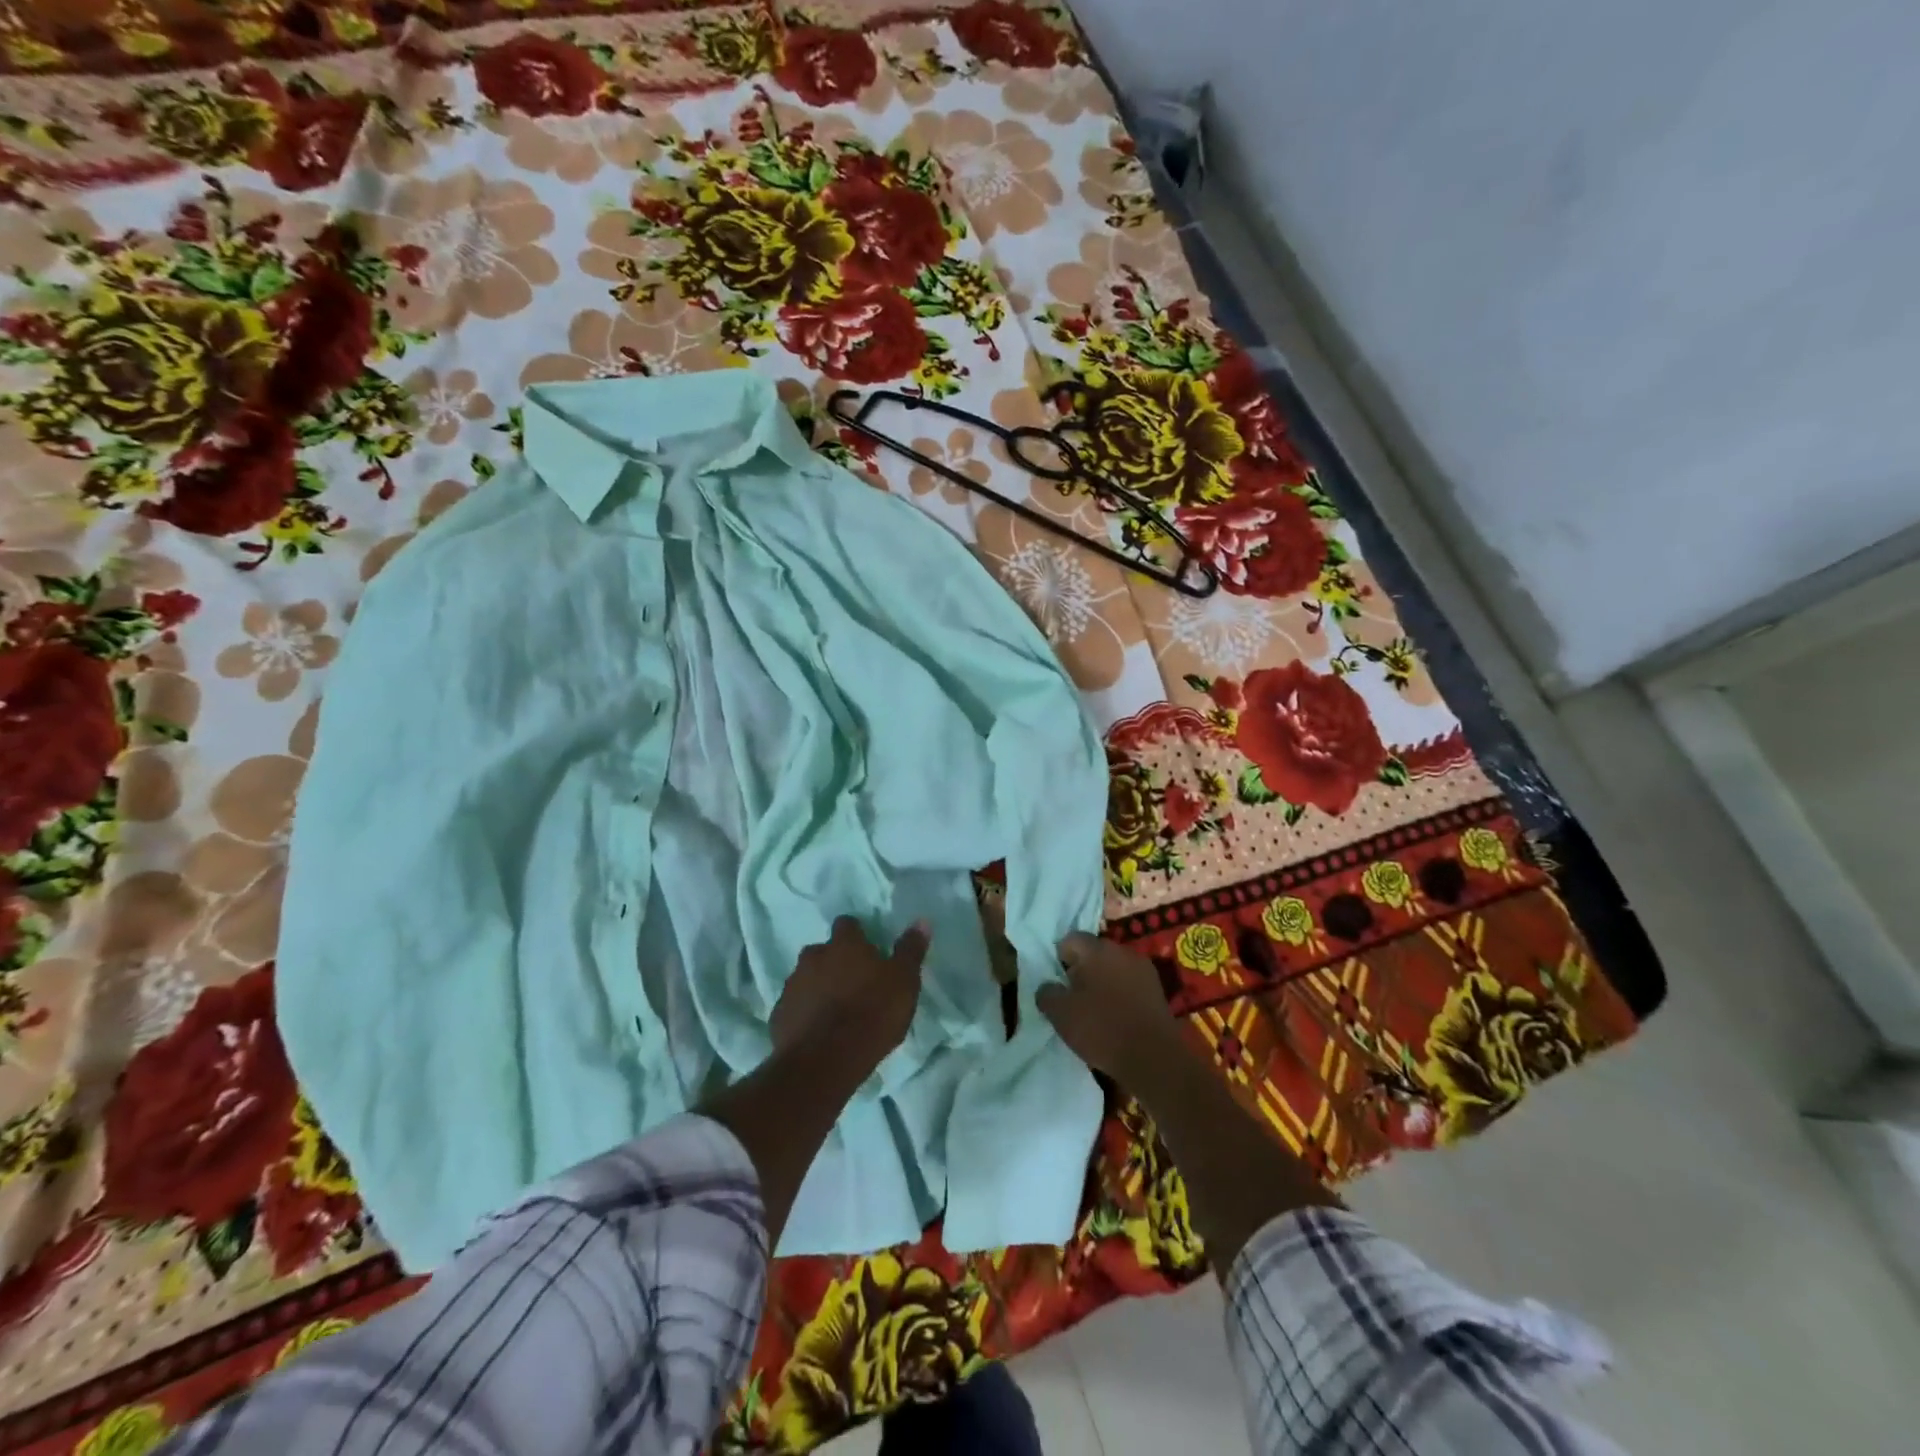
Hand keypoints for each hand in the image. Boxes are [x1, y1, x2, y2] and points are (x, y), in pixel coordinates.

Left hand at [771, 916, 929, 1071]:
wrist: (824, 1062)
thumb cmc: (872, 1014)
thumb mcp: (904, 982)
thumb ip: (910, 950)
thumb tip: (922, 920)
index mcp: (844, 944)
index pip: (847, 924)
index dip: (857, 936)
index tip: (868, 953)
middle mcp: (813, 956)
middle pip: (823, 951)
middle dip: (835, 963)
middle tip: (854, 985)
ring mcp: (792, 985)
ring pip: (807, 978)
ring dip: (819, 988)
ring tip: (836, 1012)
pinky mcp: (778, 1015)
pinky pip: (795, 1006)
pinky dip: (805, 1013)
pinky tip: (818, 1032)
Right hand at [1037, 932, 1182, 1079]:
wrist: (1154, 1058)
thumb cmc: (1101, 1029)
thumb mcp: (1060, 1014)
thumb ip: (1047, 993)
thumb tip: (1048, 986)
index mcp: (1097, 949)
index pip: (1070, 939)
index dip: (1059, 959)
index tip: (1057, 984)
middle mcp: (1122, 951)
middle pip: (1093, 952)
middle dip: (1081, 970)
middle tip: (1073, 998)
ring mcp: (1144, 969)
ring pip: (1113, 968)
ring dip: (1102, 982)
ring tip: (1094, 1011)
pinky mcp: (1157, 990)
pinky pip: (1130, 984)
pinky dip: (1120, 995)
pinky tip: (1116, 1018)